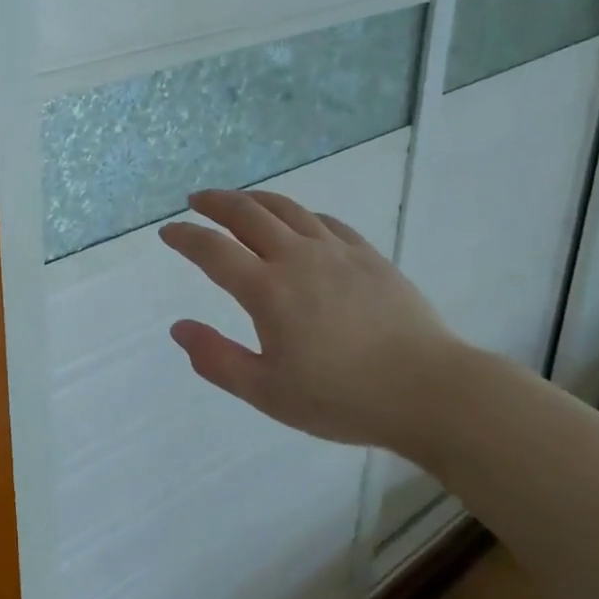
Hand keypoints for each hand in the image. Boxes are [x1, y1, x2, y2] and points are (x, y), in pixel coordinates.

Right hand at [159, 189, 468, 457]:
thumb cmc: (343, 398)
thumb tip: (179, 328)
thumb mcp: (268, 393)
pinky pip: (325, 221)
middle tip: (196, 200)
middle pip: (246, 213)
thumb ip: (217, 359)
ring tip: (238, 201)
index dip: (185, 236)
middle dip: (215, 202)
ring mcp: (335, 251)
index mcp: (267, 290)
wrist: (430, 391)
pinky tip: (298, 222)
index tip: (168, 231)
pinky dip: (299, 215)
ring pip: (286, 209)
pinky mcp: (367, 255)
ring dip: (254, 199)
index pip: (212, 250)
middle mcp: (296, 258)